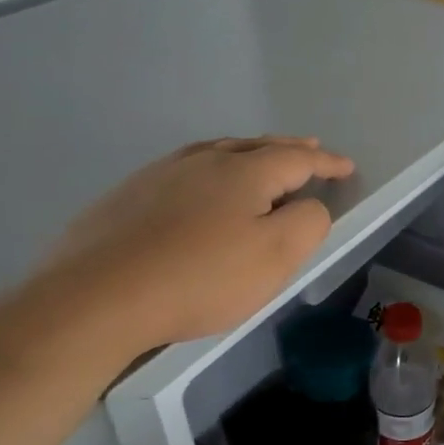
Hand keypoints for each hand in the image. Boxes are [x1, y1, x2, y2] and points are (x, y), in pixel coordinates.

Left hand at [37, 137, 354, 358]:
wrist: (96, 298)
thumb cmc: (200, 278)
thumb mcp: (275, 257)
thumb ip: (307, 223)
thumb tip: (310, 205)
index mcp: (244, 171)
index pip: (298, 158)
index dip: (326, 162)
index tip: (347, 167)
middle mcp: (203, 160)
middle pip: (256, 146)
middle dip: (289, 148)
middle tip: (310, 148)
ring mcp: (160, 174)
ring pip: (217, 152)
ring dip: (248, 153)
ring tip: (260, 158)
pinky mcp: (128, 196)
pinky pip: (185, 169)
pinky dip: (211, 169)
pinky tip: (202, 187)